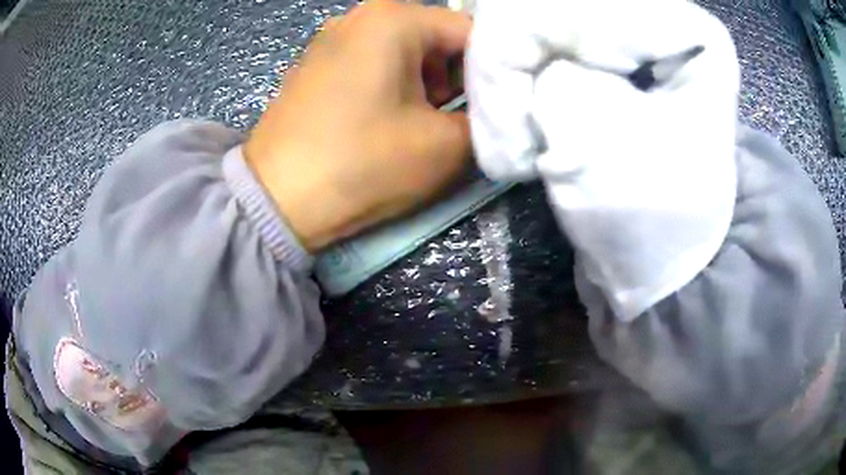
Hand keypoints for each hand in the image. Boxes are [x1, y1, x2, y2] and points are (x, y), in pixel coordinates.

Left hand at [244, 0, 472, 252]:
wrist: (275, 201)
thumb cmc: (361, 164)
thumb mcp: (445, 146)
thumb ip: (488, 120)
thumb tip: (497, 111)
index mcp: (394, 17)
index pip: (472, 33)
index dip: (497, 71)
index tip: (502, 107)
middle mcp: (361, 15)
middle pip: (438, 38)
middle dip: (460, 78)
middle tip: (462, 120)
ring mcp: (333, 37)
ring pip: (407, 51)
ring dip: (427, 84)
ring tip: (423, 123)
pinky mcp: (317, 64)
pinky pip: (374, 62)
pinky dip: (394, 85)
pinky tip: (386, 118)